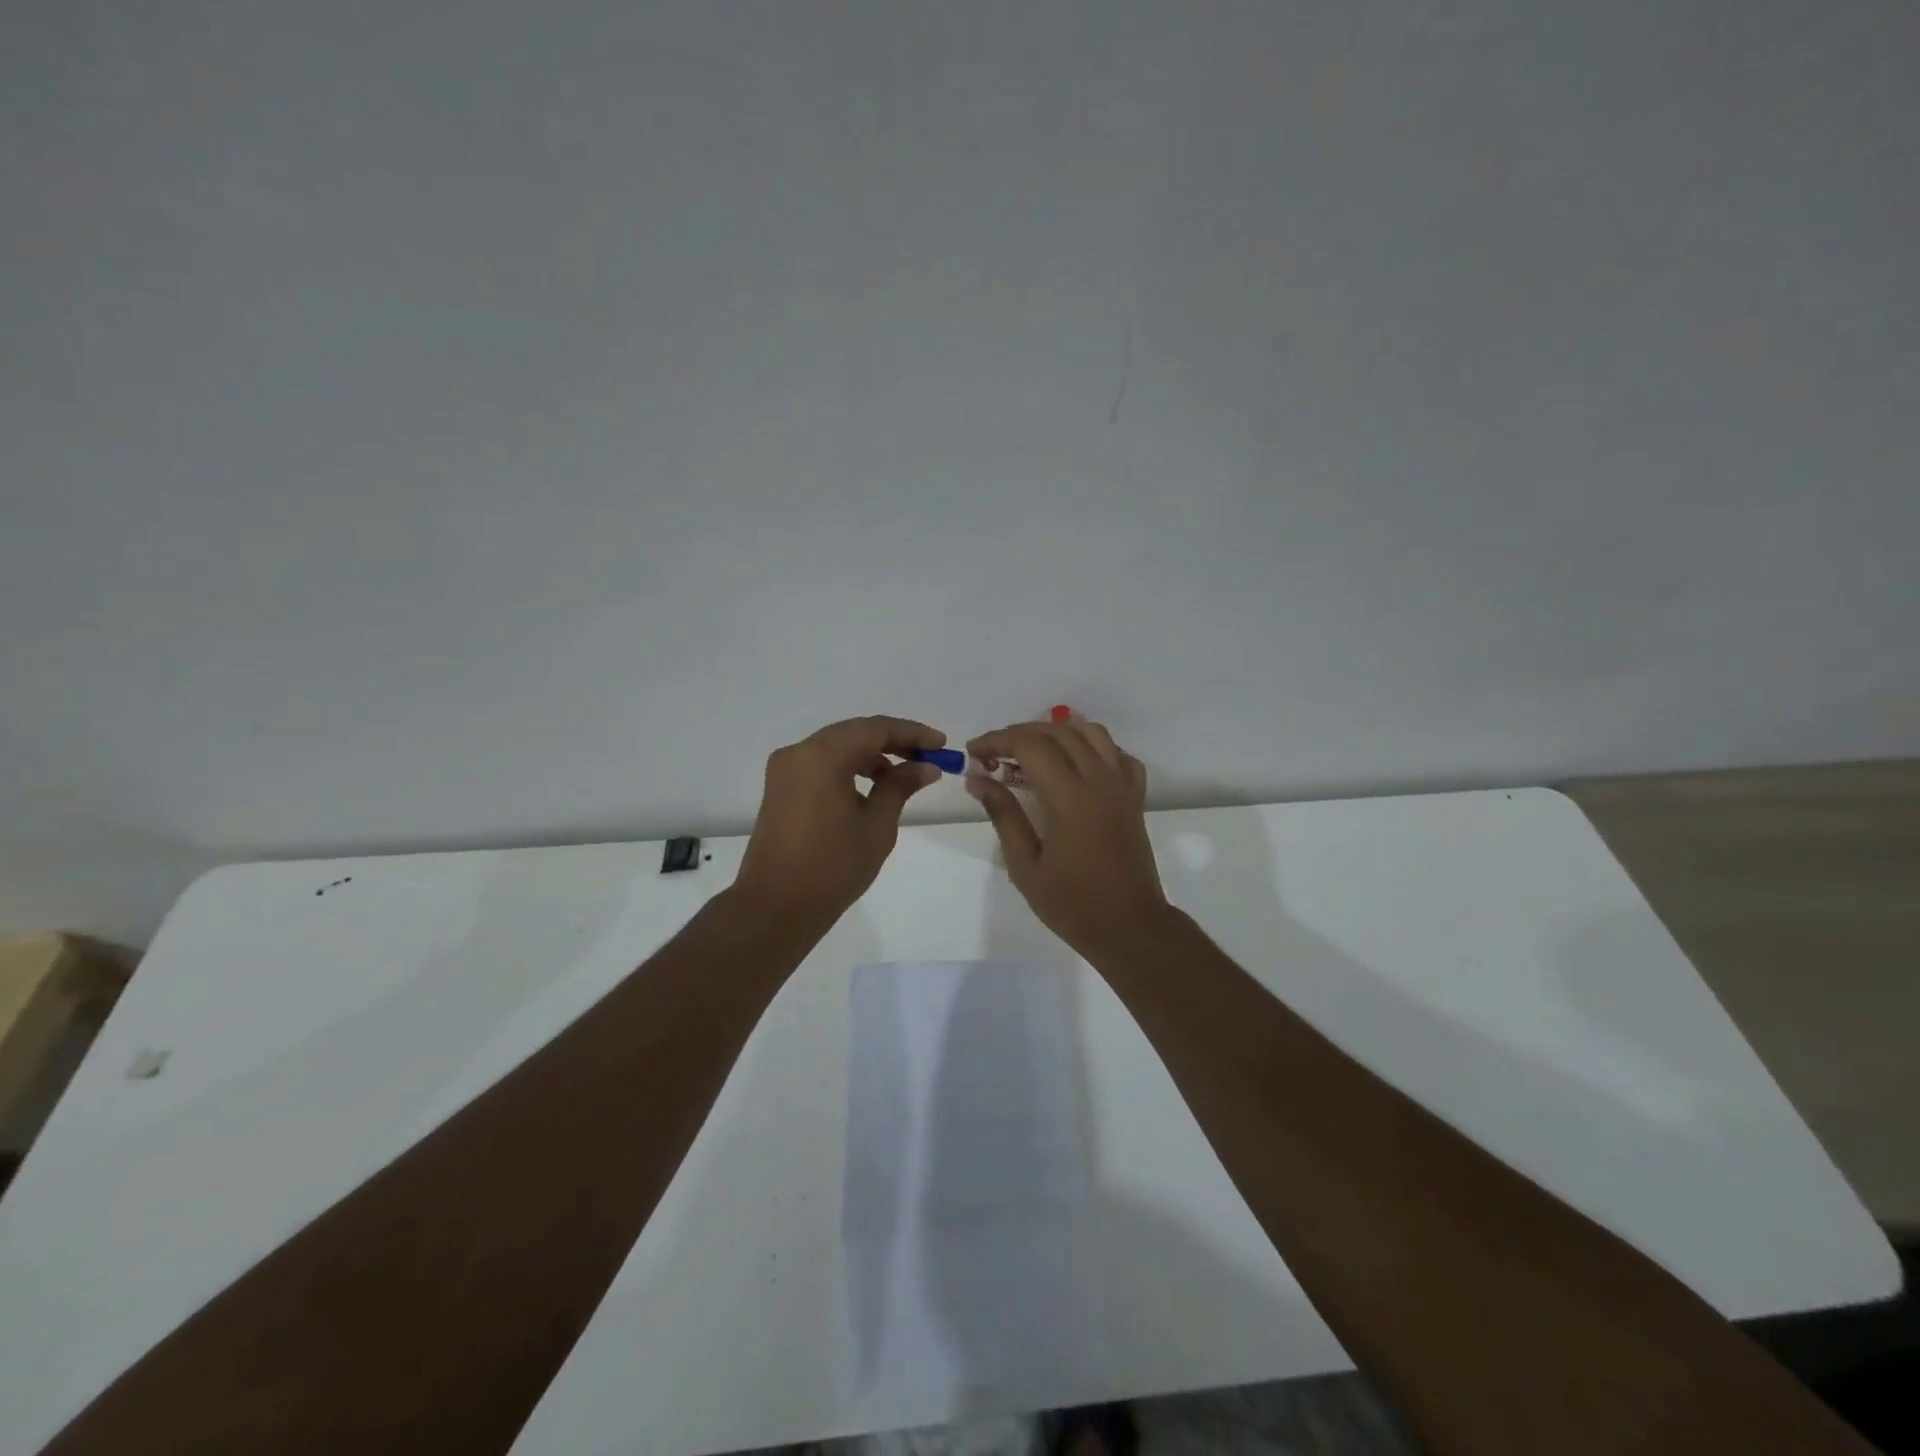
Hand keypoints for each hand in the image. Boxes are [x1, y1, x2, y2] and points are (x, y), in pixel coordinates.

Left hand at [735, 716, 945, 919]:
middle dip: (893, 741)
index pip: (875, 728)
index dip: (912, 733)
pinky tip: (872, 787)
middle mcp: (799, 753)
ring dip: (871, 755)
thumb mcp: (876, 825)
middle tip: (927, 758)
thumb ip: (900, 787)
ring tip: (904, 776)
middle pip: (854, 733)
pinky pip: (821, 764)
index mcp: (822, 756)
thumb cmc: (833, 866)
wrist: (776, 907)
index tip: (941, 745)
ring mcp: (785, 770)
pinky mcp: (781, 788)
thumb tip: (925, 767)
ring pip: (837, 747)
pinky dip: (849, 768)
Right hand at [965, 719, 1172, 961]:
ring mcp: (1122, 786)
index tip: (974, 753)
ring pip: (1092, 733)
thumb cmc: (1072, 904)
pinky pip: (1118, 755)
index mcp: (1071, 798)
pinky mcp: (1135, 798)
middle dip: (1019, 734)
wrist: (1130, 928)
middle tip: (993, 755)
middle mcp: (1100, 781)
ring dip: (1057, 731)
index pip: (1030, 746)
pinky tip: (1075, 764)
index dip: (997, 740)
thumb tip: (978, 778)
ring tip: (1030, 750)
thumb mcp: (1025, 866)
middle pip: (1058, 732)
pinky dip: (1093, 747)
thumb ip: (1003, 815)